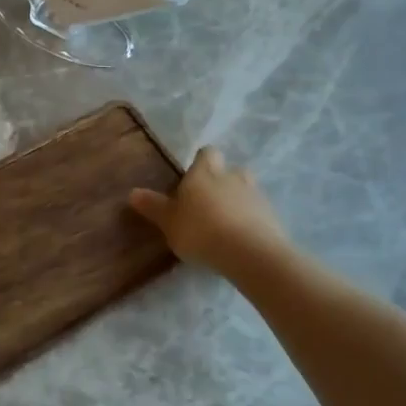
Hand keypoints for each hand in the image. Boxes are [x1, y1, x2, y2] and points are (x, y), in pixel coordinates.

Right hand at [128, 146, 290, 274]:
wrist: (249, 253)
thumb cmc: (201, 231)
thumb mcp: (168, 222)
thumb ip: (153, 206)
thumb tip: (132, 192)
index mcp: (205, 172)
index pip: (206, 153)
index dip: (201, 163)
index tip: (192, 179)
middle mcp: (232, 176)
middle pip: (230, 170)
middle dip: (222, 182)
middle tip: (209, 203)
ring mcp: (256, 196)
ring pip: (246, 191)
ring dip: (238, 202)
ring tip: (226, 225)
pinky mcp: (272, 217)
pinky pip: (259, 213)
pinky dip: (251, 221)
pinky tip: (241, 240)